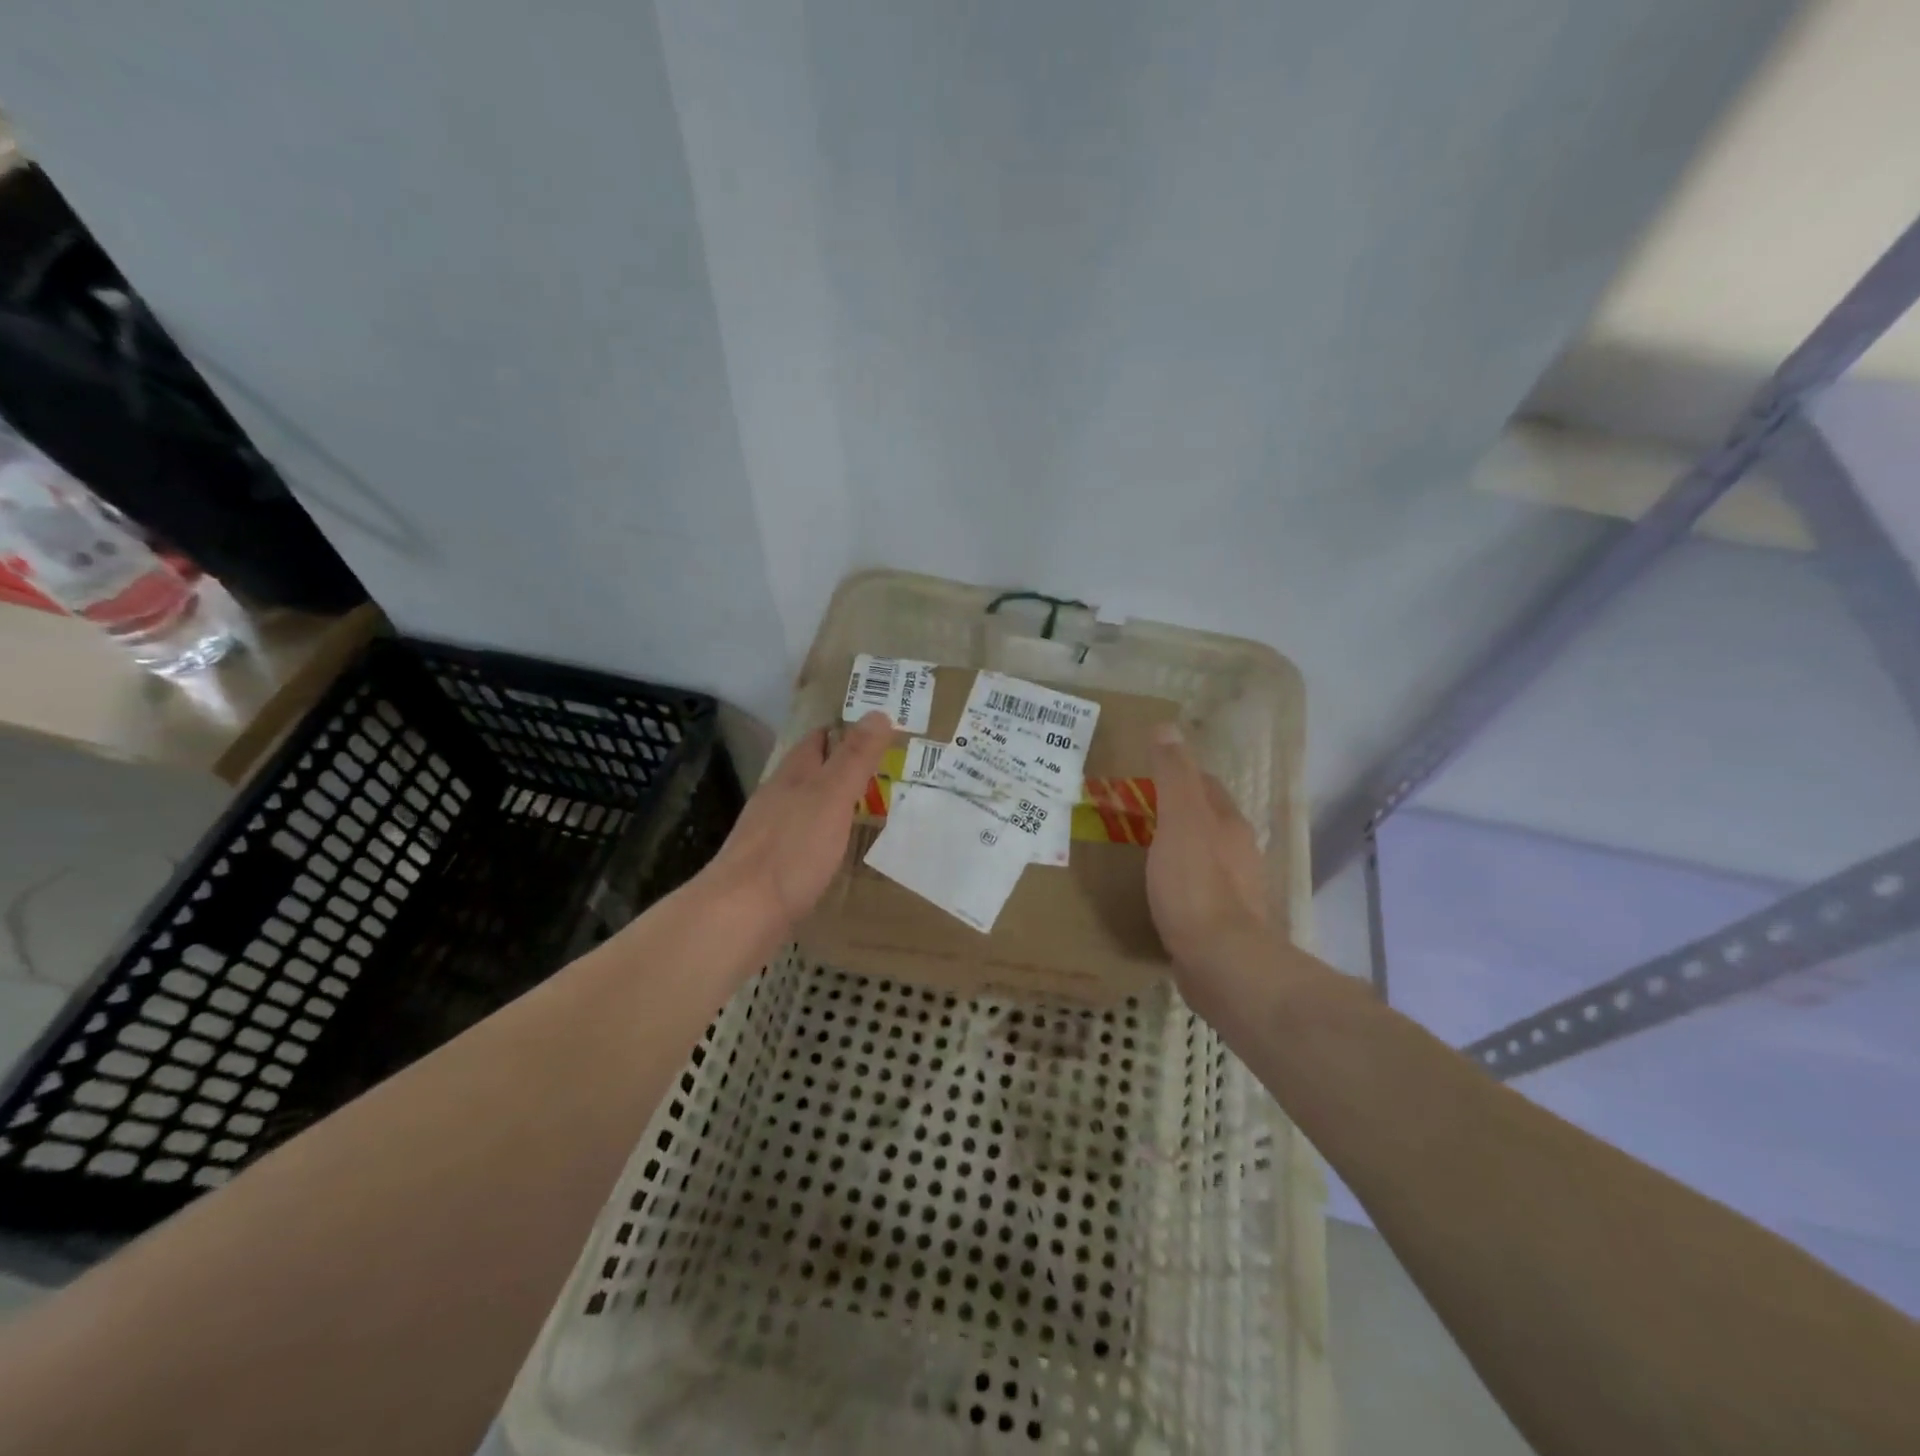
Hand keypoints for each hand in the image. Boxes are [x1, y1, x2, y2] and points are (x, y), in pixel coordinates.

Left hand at [704, 711, 892, 935]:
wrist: (740, 914)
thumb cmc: (791, 850)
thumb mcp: (831, 797)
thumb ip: (855, 758)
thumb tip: (878, 712)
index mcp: (792, 776)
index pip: (818, 739)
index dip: (846, 730)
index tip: (880, 731)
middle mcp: (777, 798)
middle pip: (811, 772)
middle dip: (843, 767)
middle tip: (886, 772)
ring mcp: (769, 833)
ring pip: (806, 806)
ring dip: (833, 802)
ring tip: (868, 809)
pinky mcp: (769, 867)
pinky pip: (802, 839)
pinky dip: (824, 836)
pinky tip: (837, 851)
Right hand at [1147, 723, 1269, 974]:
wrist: (1220, 962)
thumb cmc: (1196, 885)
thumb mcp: (1179, 821)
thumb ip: (1173, 775)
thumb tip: (1167, 726)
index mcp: (1228, 823)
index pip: (1205, 785)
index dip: (1177, 775)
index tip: (1144, 775)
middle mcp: (1237, 852)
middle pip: (1206, 820)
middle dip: (1175, 811)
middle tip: (1133, 812)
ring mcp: (1233, 891)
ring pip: (1202, 856)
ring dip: (1176, 848)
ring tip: (1139, 851)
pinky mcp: (1221, 923)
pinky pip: (1196, 891)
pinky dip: (1176, 883)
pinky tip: (1155, 893)